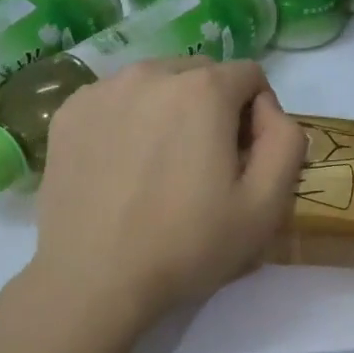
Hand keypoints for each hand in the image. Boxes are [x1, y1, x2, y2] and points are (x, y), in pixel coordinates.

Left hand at [25, 58, 306, 334]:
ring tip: (158, 165)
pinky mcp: (68, 112)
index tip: (244, 158)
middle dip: (213, 107)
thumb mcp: (266, 205)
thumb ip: (285, 140)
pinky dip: (128, 119)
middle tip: (203, 164)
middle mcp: (150, 72)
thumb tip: (266, 109)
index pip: (249, 76)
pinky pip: (115, 99)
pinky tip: (121, 167)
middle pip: (201, 74)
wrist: (93, 280)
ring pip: (155, 82)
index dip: (256, 115)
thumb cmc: (186, 245)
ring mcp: (102, 90)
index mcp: (203, 89)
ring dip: (169, 109)